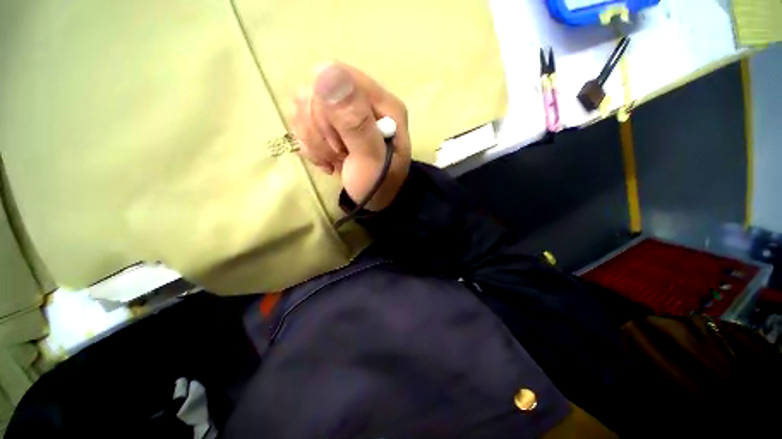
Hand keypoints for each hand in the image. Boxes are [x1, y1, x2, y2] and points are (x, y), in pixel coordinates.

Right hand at [291, 62, 411, 210]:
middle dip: (321, 131)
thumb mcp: (371, 159)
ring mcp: (345, 110)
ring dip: (313, 139)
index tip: (338, 142)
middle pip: (317, 91)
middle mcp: (364, 100)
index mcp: (382, 103)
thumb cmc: (377, 184)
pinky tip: (326, 158)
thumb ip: (356, 122)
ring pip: (304, 104)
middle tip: (339, 155)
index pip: (338, 77)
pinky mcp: (330, 122)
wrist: (373, 200)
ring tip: (335, 159)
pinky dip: (309, 144)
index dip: (327, 110)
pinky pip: (301, 120)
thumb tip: (327, 72)